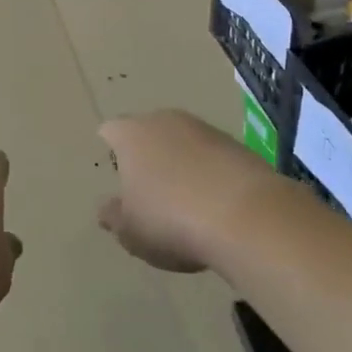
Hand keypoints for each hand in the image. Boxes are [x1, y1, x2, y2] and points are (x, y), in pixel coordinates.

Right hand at [97, 111, 279, 273]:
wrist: (246, 216)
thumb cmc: (171, 220)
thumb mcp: (131, 231)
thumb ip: (113, 217)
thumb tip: (105, 209)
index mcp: (131, 135)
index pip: (111, 131)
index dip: (111, 150)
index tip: (116, 173)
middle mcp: (164, 121)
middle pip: (148, 132)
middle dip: (147, 155)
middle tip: (149, 190)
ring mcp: (203, 129)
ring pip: (182, 141)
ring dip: (181, 163)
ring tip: (185, 201)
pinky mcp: (237, 144)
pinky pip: (212, 155)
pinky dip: (210, 173)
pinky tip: (216, 204)